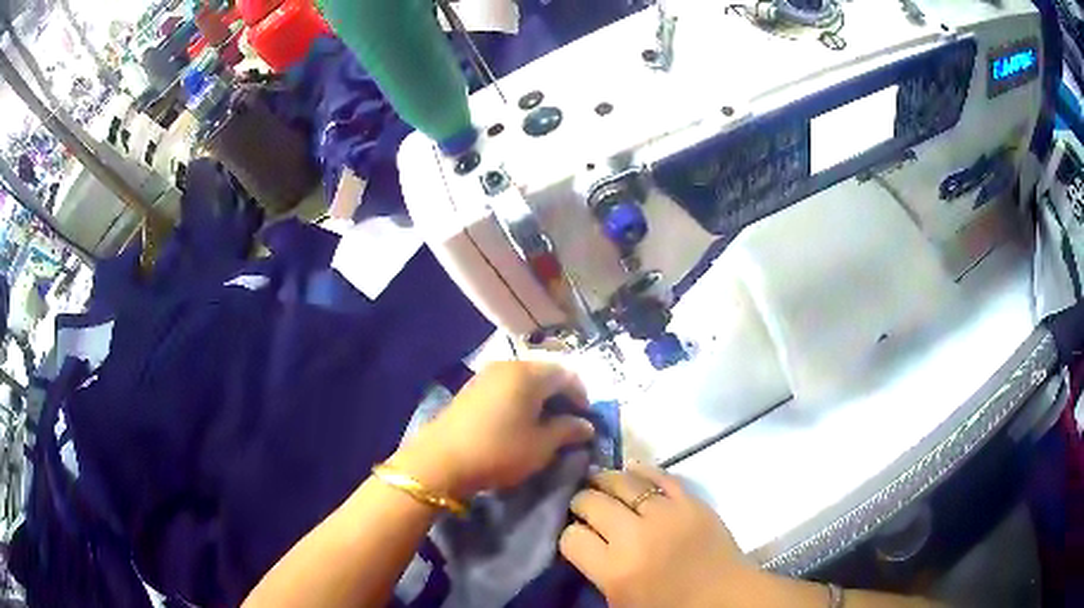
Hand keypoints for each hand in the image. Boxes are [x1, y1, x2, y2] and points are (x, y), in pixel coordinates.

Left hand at [391, 361, 595, 498]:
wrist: (440, 461)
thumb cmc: (499, 451)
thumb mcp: (541, 446)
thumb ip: (568, 431)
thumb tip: (586, 426)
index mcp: (529, 374)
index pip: (568, 375)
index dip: (582, 397)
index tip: (585, 422)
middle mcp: (508, 366)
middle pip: (545, 374)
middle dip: (561, 397)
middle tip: (567, 425)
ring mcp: (485, 375)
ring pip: (524, 381)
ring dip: (539, 400)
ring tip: (543, 427)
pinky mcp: (470, 389)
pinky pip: (505, 388)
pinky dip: (519, 401)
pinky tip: (517, 424)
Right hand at [560, 463, 757, 607]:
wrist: (724, 599)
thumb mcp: (619, 602)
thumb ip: (597, 571)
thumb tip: (584, 540)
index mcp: (614, 570)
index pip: (572, 537)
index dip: (570, 535)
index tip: (577, 536)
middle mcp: (635, 537)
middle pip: (592, 503)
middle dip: (582, 502)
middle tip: (583, 506)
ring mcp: (666, 514)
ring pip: (623, 483)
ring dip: (605, 480)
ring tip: (599, 482)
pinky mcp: (691, 502)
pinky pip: (661, 476)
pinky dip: (642, 470)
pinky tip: (631, 470)